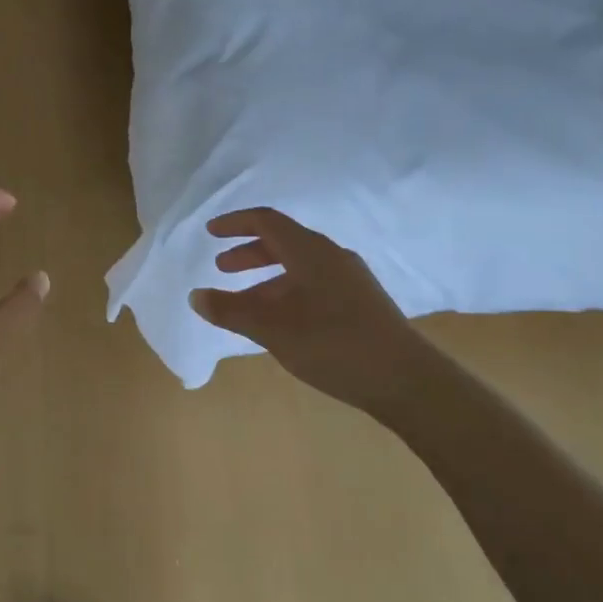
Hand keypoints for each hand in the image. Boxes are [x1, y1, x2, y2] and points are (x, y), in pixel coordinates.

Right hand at [191, 208, 433, 420]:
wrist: (406, 380)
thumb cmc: (333, 344)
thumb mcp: (272, 328)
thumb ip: (231, 310)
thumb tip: (195, 296)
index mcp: (310, 251)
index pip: (267, 221)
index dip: (235, 223)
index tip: (210, 233)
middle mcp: (331, 256)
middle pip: (283, 242)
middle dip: (249, 252)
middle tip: (222, 268)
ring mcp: (350, 279)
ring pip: (299, 266)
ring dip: (267, 277)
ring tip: (246, 302)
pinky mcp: (361, 302)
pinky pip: (314, 283)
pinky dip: (288, 291)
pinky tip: (282, 321)